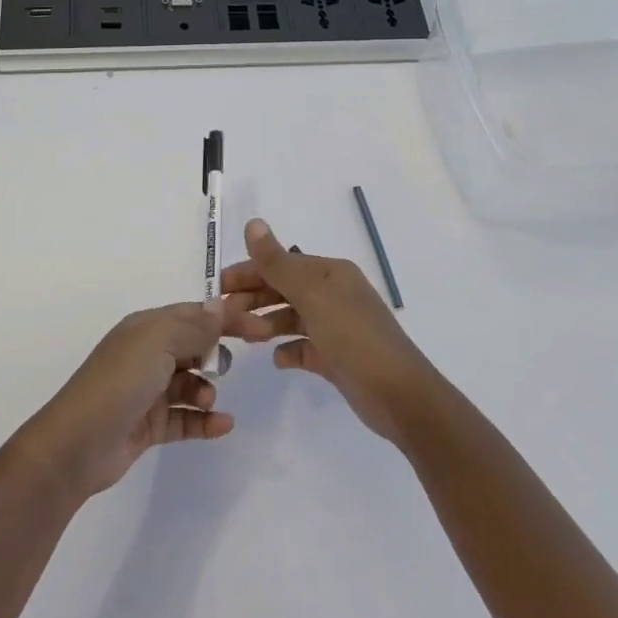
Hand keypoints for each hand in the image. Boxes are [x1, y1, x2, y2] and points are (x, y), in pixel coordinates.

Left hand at [23, 302, 240, 497]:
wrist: (76, 445)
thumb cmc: (119, 383)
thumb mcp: (158, 342)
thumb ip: (194, 326)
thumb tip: (220, 306)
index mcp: (146, 328)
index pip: (193, 314)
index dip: (226, 318)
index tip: (260, 328)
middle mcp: (146, 355)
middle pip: (192, 346)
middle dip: (215, 352)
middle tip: (237, 363)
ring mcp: (147, 392)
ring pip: (189, 384)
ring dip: (206, 390)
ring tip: (207, 400)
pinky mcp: (148, 426)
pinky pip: (184, 418)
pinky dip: (204, 421)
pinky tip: (223, 425)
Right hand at [220, 218, 438, 442]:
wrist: (399, 394)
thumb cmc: (353, 337)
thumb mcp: (312, 295)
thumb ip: (278, 262)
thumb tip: (253, 223)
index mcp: (331, 274)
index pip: (282, 264)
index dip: (250, 272)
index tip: (218, 287)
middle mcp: (335, 295)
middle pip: (285, 289)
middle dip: (254, 298)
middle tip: (222, 315)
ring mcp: (337, 327)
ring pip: (292, 318)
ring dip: (267, 323)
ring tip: (244, 337)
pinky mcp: (338, 358)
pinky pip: (306, 347)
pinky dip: (289, 350)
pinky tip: (277, 358)